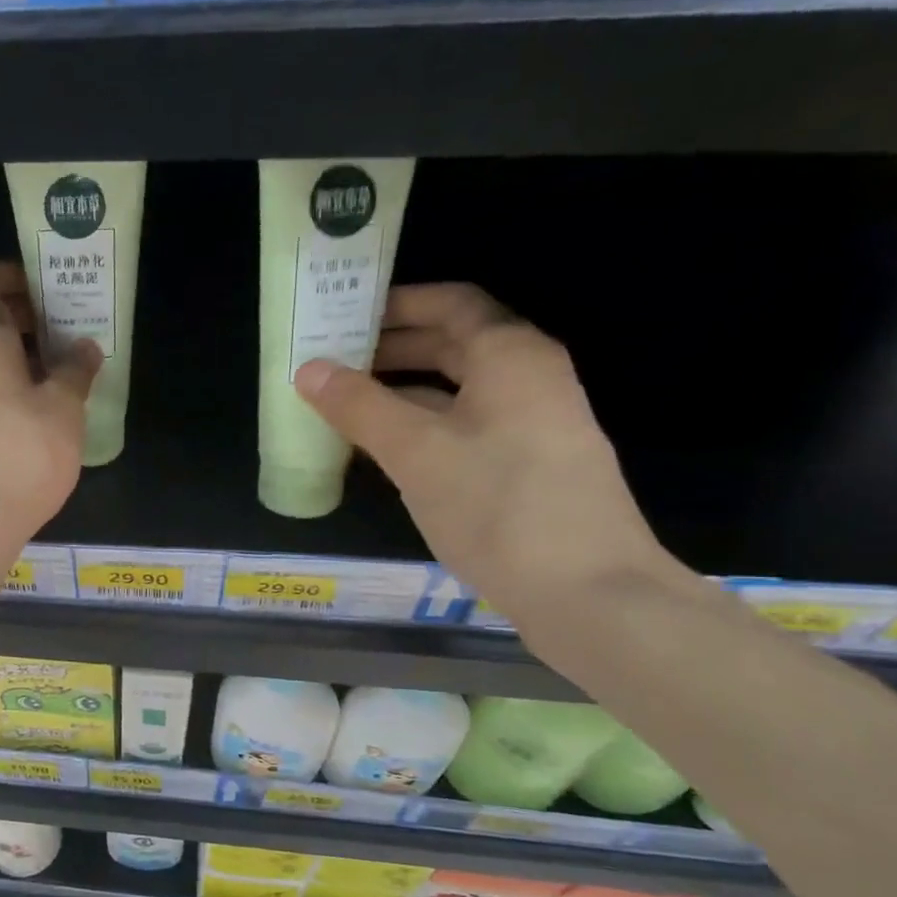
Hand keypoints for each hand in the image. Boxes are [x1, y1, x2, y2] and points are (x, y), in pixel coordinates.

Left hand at [0, 261, 100, 554]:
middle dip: (18, 326)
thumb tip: (84, 347)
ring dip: (8, 366)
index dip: (9, 276)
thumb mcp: (63, 410)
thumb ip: (75, 371)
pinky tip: (24, 427)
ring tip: (51, 388)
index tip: (43, 293)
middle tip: (60, 342)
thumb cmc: (19, 454)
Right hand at [294, 283, 672, 626]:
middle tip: (331, 363)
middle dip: (390, 350)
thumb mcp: (417, 453)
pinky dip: (421, 427)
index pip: (450, 304)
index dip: (396, 304)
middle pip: (453, 344)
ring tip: (343, 406)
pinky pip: (464, 427)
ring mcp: (531, 424)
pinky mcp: (526, 465)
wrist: (587, 592)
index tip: (343, 314)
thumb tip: (309, 370)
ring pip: (456, 390)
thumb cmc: (498, 506)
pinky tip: (382, 452)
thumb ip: (360, 407)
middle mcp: (527, 378)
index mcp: (510, 356)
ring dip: (401, 392)